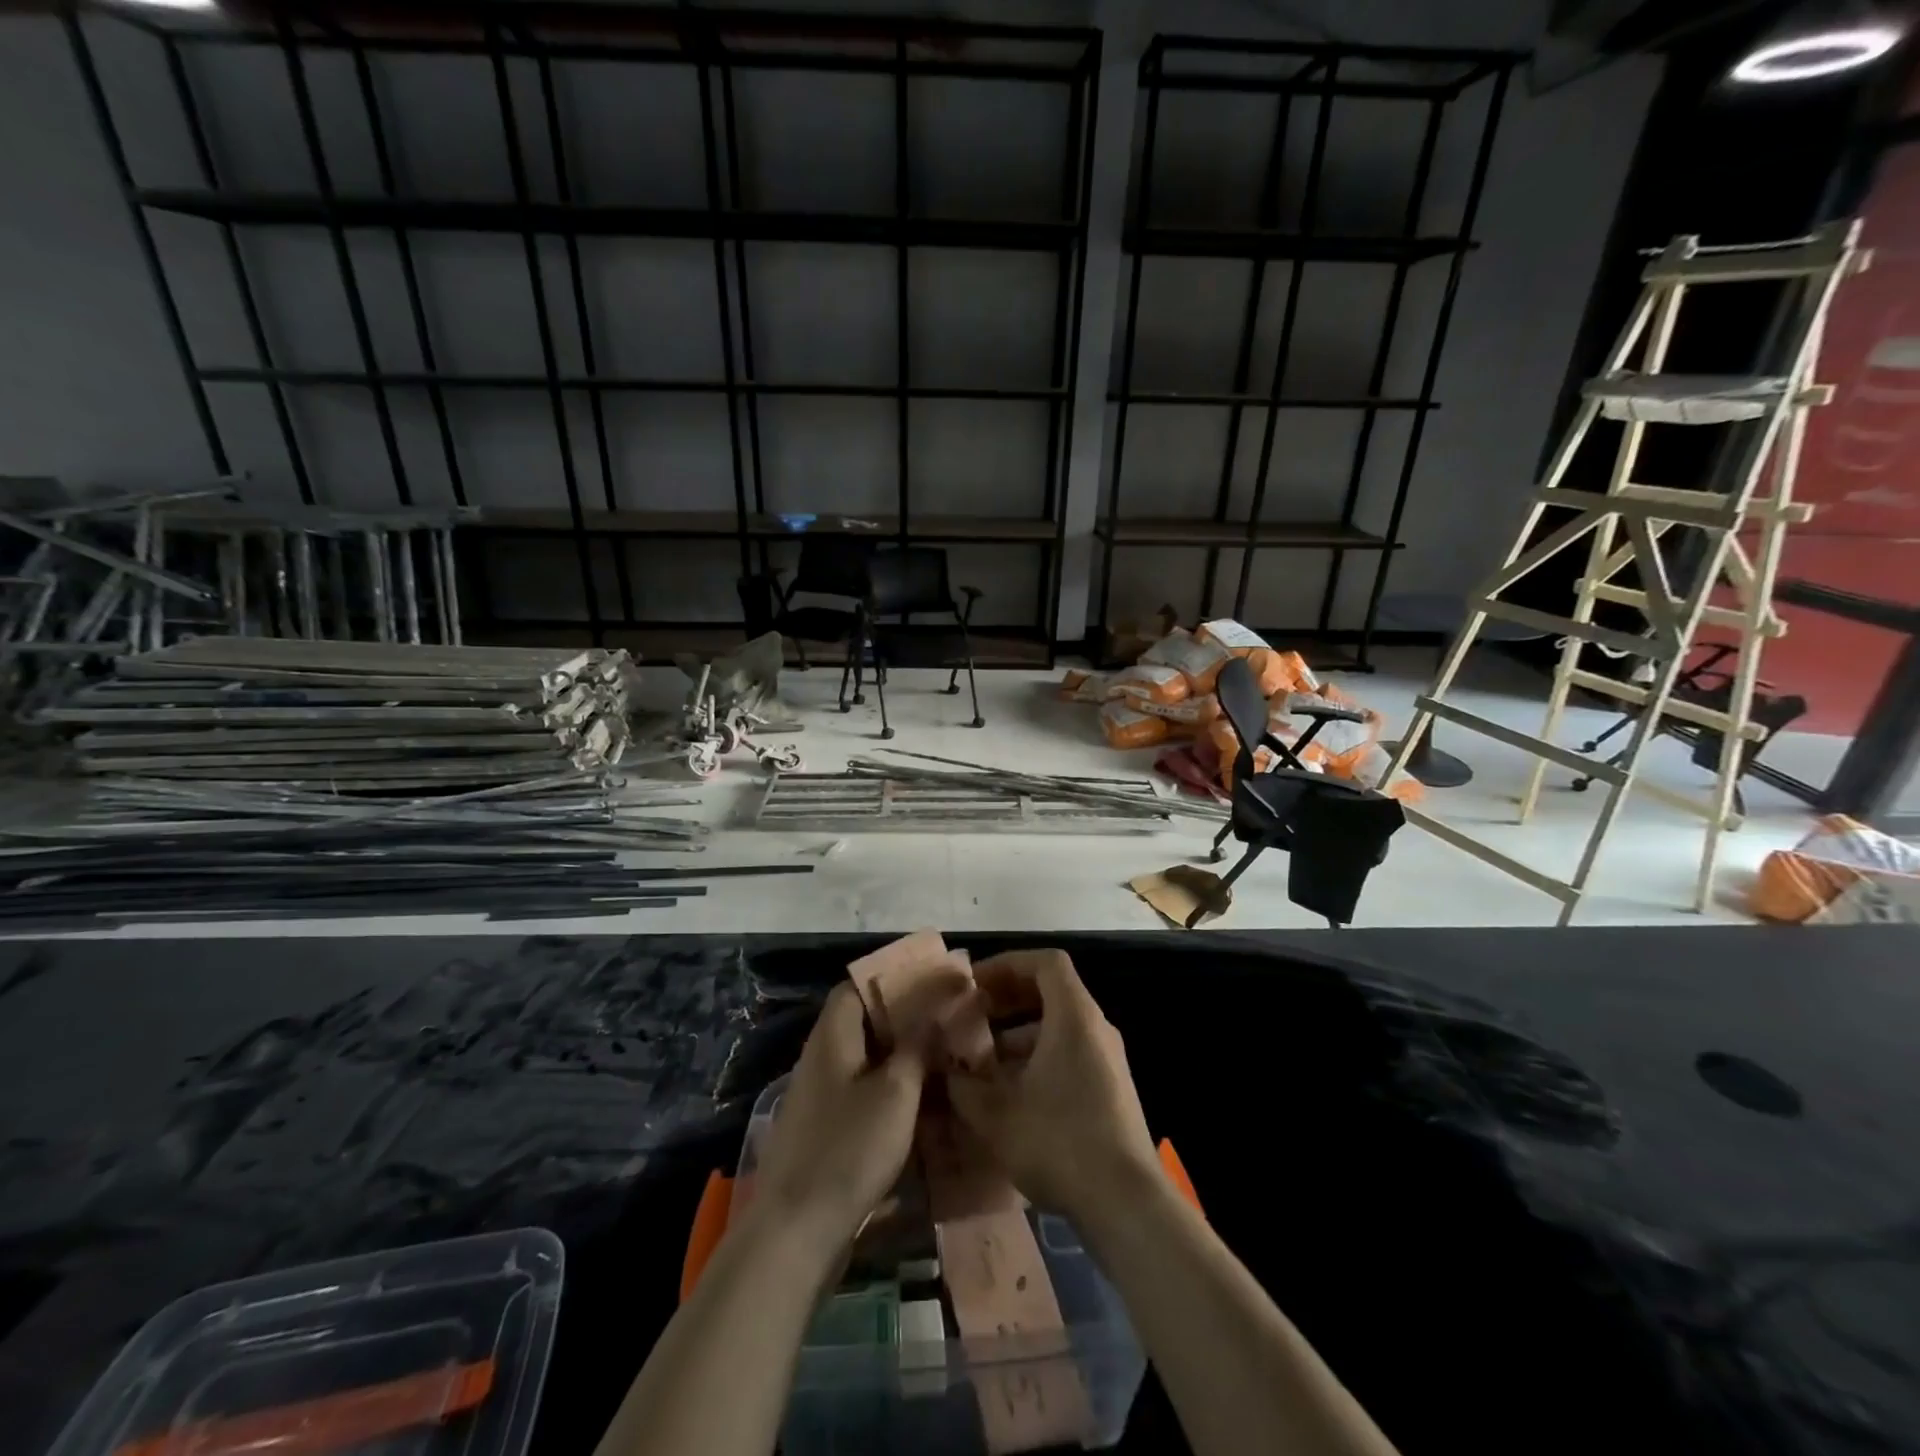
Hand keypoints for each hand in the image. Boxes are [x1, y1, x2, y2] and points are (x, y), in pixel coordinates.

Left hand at [745, 984, 927, 1256]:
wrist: (797, 1232)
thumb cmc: (849, 1149)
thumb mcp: (896, 1092)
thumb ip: (917, 1046)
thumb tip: (936, 1009)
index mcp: (832, 1037)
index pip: (857, 986)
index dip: (893, 979)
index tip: (932, 982)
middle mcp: (821, 1058)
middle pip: (863, 1022)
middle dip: (905, 1020)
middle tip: (948, 1022)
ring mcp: (819, 1097)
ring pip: (866, 1061)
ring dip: (901, 1058)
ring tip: (944, 1059)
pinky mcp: (824, 1131)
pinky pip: (861, 1094)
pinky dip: (891, 1091)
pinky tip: (922, 1105)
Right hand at [946, 949, 1156, 1223]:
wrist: (1126, 1202)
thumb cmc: (1059, 1141)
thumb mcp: (996, 1114)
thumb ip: (963, 1085)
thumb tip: (946, 1070)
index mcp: (1074, 1016)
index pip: (1045, 962)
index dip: (1007, 964)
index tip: (975, 983)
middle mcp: (1096, 1028)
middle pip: (1053, 991)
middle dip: (1009, 998)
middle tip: (974, 1014)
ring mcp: (1109, 1060)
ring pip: (1060, 1026)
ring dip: (1020, 1033)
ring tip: (984, 1060)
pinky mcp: (1112, 1090)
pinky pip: (1071, 1053)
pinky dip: (1039, 1058)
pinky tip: (1012, 1094)